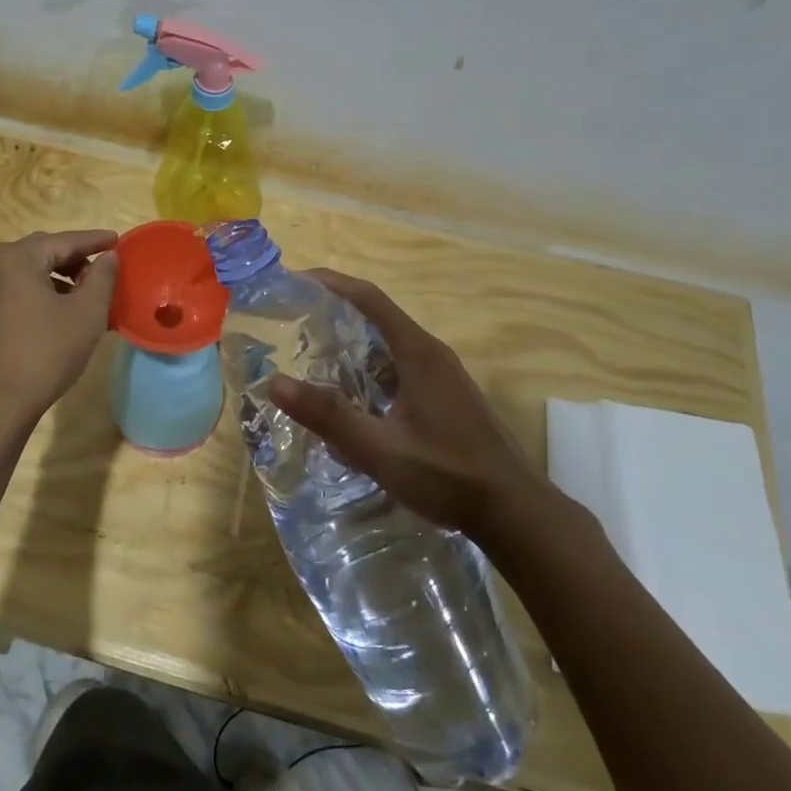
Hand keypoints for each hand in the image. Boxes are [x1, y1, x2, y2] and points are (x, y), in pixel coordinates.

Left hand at [0, 230, 117, 426]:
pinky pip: (17, 292)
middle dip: (76, 260)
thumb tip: (109, 257)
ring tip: (87, 297)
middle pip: (44, 253)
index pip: (65, 241)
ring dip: (59, 280)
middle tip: (103, 272)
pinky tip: (61, 315)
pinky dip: (42, 295)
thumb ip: (101, 278)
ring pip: (30, 274)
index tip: (118, 241)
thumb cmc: (44, 352)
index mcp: (17, 257)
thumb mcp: (86, 313)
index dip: (95, 241)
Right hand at [267, 270, 539, 536]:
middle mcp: (431, 353)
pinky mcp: (447, 396)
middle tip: (294, 321)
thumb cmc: (448, 475)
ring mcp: (443, 375)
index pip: (369, 299)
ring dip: (353, 342)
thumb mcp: (381, 450)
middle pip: (378, 316)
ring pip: (389, 344)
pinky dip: (370, 367)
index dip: (332, 283)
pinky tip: (353, 395)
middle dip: (336, 311)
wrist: (514, 510)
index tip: (296, 279)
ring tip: (313, 355)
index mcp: (417, 353)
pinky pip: (400, 366)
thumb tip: (275, 382)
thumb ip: (329, 416)